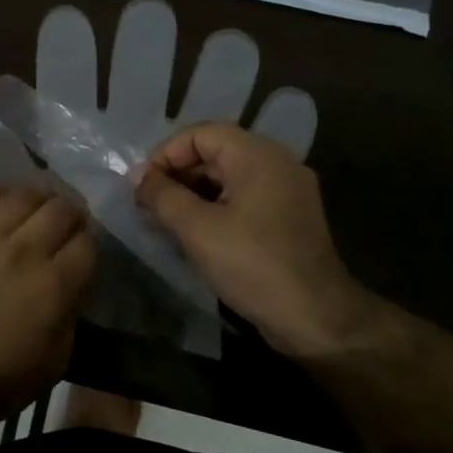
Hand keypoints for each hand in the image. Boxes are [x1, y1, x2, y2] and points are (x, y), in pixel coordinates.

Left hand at [0, 184, 95, 433]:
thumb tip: (71, 287)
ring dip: (38, 198)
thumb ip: (70, 317)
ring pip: (21, 195)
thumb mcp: (53, 363)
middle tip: (66, 224)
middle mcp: (23, 250)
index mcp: (53, 284)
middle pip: (60, 209)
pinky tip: (1, 200)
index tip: (84, 249)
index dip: (90, 242)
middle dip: (71, 214)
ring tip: (36, 208)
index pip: (87, 242)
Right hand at [134, 123, 377, 360]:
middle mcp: (277, 163)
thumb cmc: (253, 265)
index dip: (165, 155)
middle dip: (177, 175)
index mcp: (258, 155)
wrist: (315, 318)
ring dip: (193, 193)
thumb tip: (137, 176)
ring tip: (164, 220)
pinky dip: (215, 207)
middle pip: (215, 152)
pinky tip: (193, 233)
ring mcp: (286, 190)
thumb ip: (163, 196)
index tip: (142, 186)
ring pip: (228, 177)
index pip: (200, 134)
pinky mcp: (288, 217)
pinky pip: (244, 198)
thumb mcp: (197, 229)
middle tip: (148, 204)